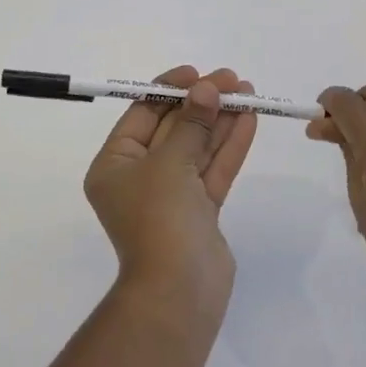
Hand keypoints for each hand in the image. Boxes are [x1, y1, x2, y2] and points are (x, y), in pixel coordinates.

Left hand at [84, 66, 257, 303]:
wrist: (179, 293)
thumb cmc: (159, 219)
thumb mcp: (170, 163)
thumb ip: (192, 123)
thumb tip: (207, 88)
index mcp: (115, 165)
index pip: (142, 115)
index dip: (169, 90)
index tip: (197, 73)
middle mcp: (140, 177)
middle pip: (174, 128)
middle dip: (202, 103)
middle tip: (233, 79)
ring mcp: (171, 196)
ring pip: (198, 148)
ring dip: (221, 120)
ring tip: (248, 92)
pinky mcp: (199, 211)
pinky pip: (213, 169)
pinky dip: (230, 145)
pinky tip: (250, 119)